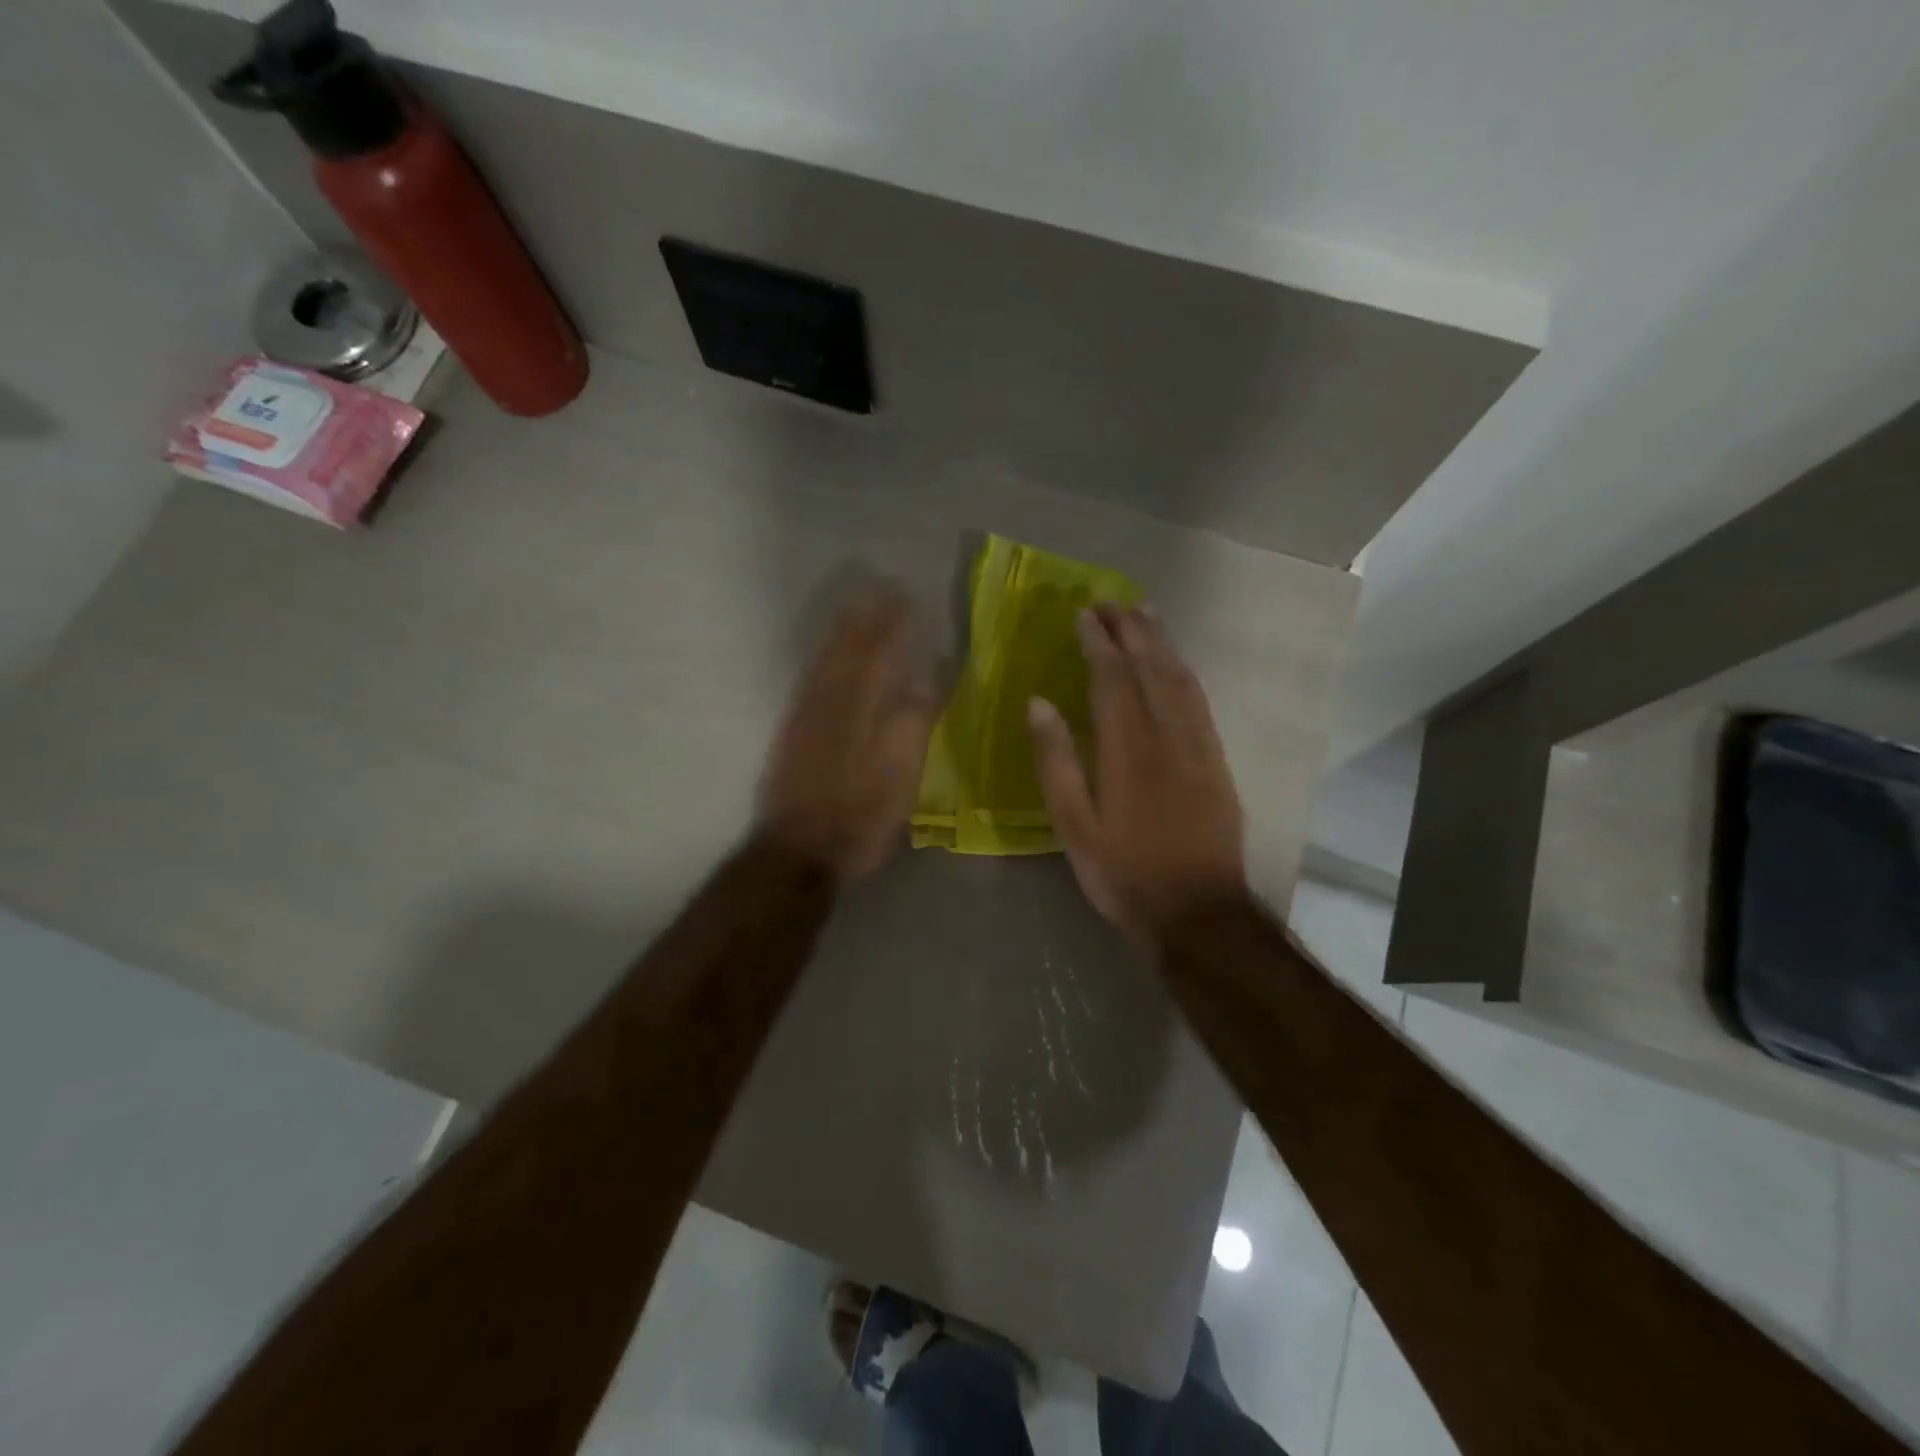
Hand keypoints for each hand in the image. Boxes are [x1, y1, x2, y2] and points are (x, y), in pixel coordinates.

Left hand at [758, 584, 938, 881]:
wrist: (798, 849)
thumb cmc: (859, 815)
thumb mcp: (901, 774)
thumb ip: (913, 722)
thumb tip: (927, 681)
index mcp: (861, 707)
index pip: (880, 653)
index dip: (894, 624)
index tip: (906, 596)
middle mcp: (830, 701)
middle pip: (848, 649)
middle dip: (865, 617)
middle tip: (880, 589)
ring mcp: (806, 715)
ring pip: (825, 661)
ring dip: (842, 632)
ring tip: (855, 608)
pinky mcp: (792, 732)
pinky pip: (809, 680)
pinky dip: (822, 659)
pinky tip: (827, 657)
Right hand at [1028, 605, 1246, 939]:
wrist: (1198, 912)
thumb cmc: (1124, 873)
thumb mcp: (1074, 826)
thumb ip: (1056, 762)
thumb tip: (1038, 702)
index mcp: (1127, 749)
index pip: (1112, 678)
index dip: (1098, 642)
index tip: (1083, 614)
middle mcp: (1167, 736)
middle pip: (1151, 668)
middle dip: (1132, 629)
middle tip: (1113, 601)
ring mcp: (1199, 747)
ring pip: (1180, 680)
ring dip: (1162, 643)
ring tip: (1145, 615)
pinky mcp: (1217, 763)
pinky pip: (1200, 702)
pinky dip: (1185, 673)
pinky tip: (1177, 665)